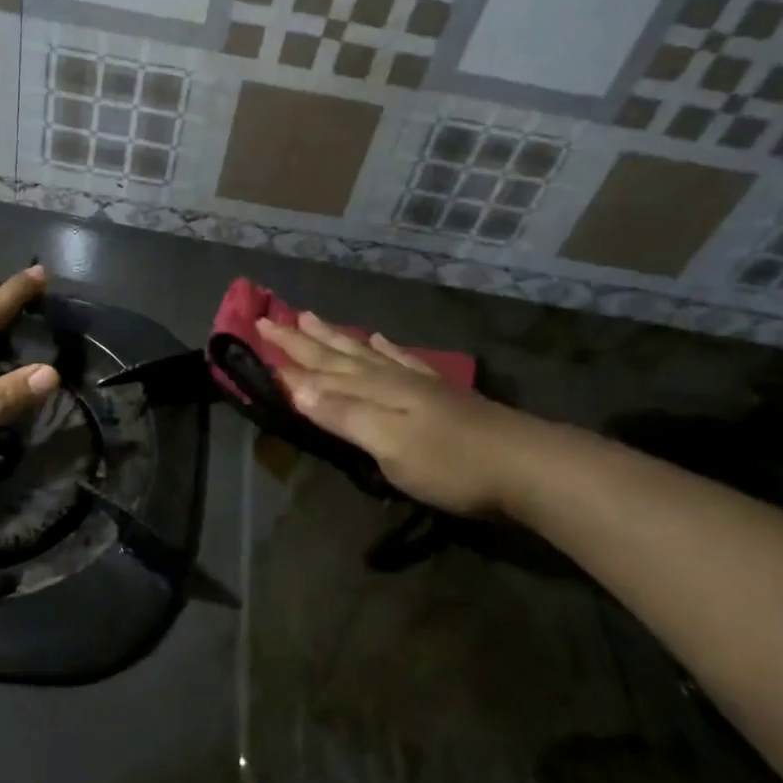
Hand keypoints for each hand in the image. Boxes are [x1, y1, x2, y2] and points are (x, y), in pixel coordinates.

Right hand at [257, 312, 543, 519]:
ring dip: (336, 337)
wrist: (525, 465)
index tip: (258, 332)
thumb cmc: (450, 462)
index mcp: (373, 391)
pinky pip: (402, 360)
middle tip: (272, 317)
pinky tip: (379, 339)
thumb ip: (342, 414)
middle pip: (338, 354)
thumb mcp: (388, 444)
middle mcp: (389, 378)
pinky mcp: (440, 393)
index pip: (319, 370)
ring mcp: (416, 383)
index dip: (288, 355)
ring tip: (313, 318)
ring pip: (364, 352)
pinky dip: (385, 349)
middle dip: (302, 339)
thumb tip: (293, 386)